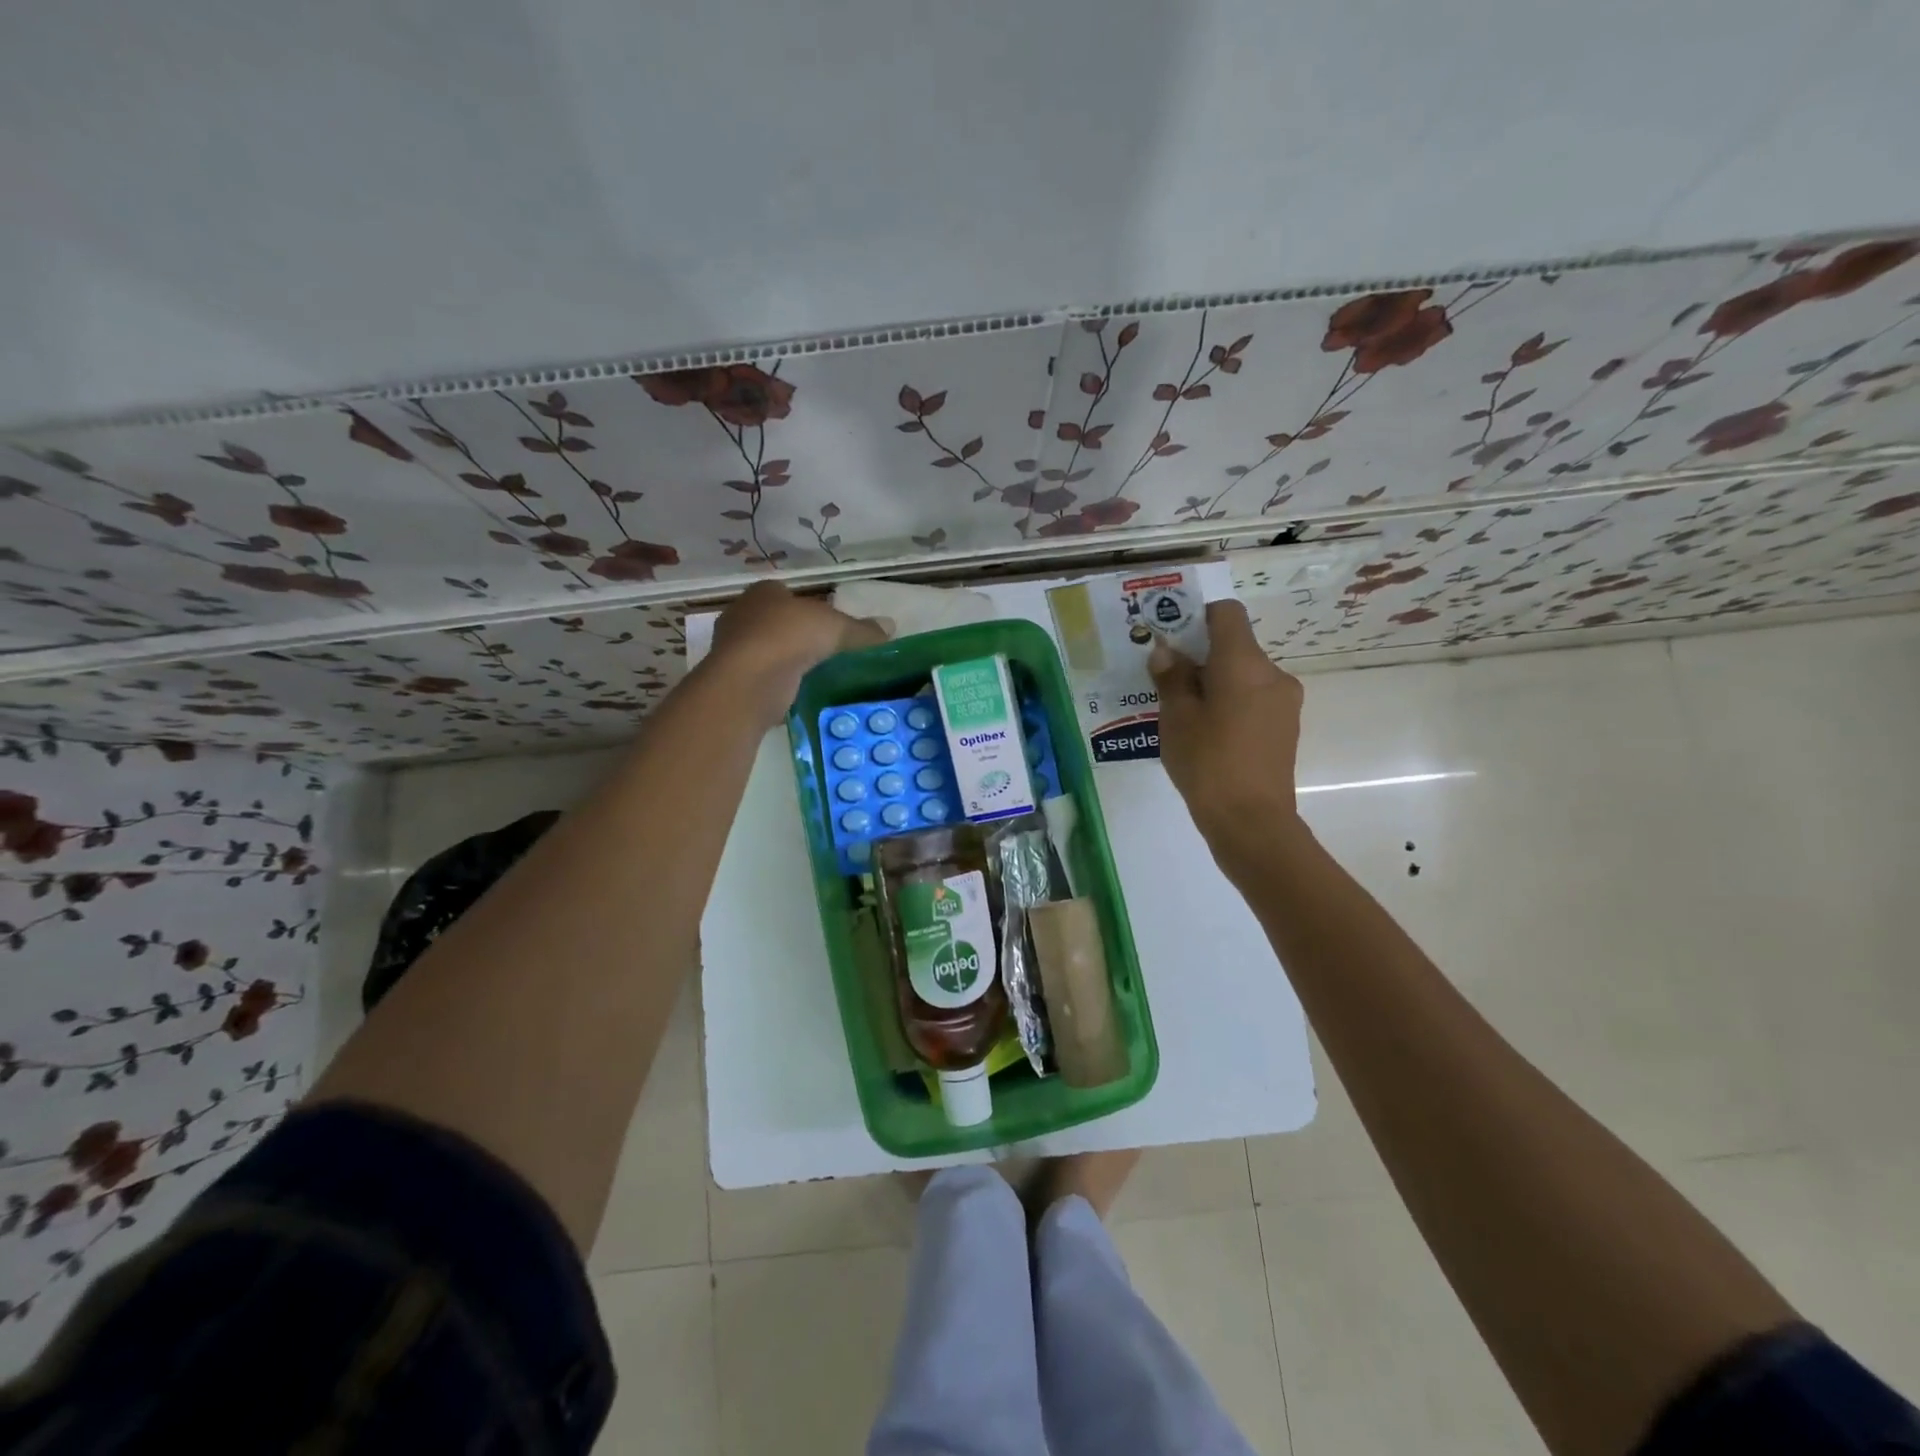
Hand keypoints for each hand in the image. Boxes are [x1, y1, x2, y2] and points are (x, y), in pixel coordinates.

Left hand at [707, 582, 888, 722]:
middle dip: (794, 633)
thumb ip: (862, 629)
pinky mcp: (732, 677)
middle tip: (822, 649)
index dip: (806, 606)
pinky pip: (761, 676)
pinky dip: (776, 682)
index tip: (825, 624)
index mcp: (764, 591)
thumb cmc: (791, 637)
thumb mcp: (837, 628)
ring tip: (812, 673)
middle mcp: (742, 613)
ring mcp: (732, 647)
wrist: (750, 680)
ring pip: (766, 649)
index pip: (786, 592)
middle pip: (774, 620)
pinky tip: (795, 692)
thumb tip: (890, 627)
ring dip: (784, 660)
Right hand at [1148, 599, 1303, 842]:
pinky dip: (1231, 703)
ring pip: (1245, 675)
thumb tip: (1168, 652)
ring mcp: (1284, 702)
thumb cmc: (1208, 763)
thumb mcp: (1177, 718)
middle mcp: (1272, 674)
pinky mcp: (1286, 727)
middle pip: (1235, 646)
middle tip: (1169, 682)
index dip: (1198, 617)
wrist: (1252, 822)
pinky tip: (1209, 734)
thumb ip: (1172, 678)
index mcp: (1244, 663)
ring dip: (1216, 682)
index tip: (1173, 638)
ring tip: (1186, 715)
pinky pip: (1255, 699)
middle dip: (1202, 657)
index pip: (1227, 614)